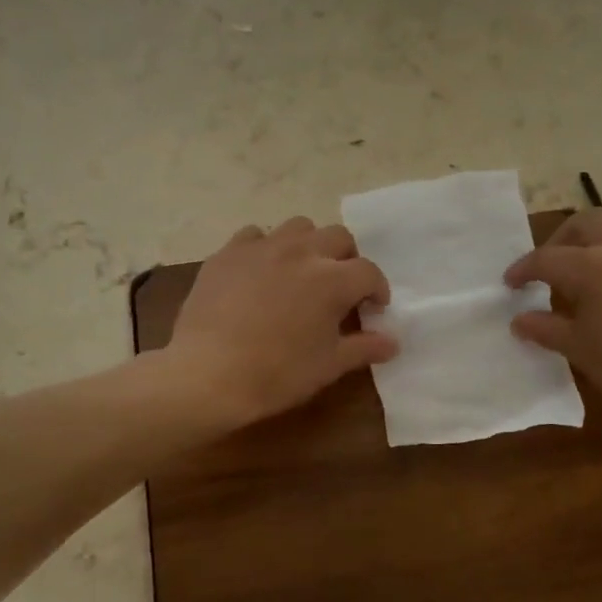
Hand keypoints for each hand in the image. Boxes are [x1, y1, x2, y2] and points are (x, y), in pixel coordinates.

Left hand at [167, 217, 395, 426]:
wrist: (208, 374)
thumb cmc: (277, 374)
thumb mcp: (328, 366)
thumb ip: (364, 348)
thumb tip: (393, 342)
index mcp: (332, 279)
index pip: (368, 272)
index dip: (377, 290)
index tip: (373, 308)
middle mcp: (301, 252)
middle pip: (338, 237)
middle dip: (347, 259)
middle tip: (340, 287)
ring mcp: (261, 248)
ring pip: (298, 227)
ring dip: (309, 244)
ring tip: (302, 271)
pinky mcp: (228, 253)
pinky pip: (254, 235)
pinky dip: (266, 247)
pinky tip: (261, 270)